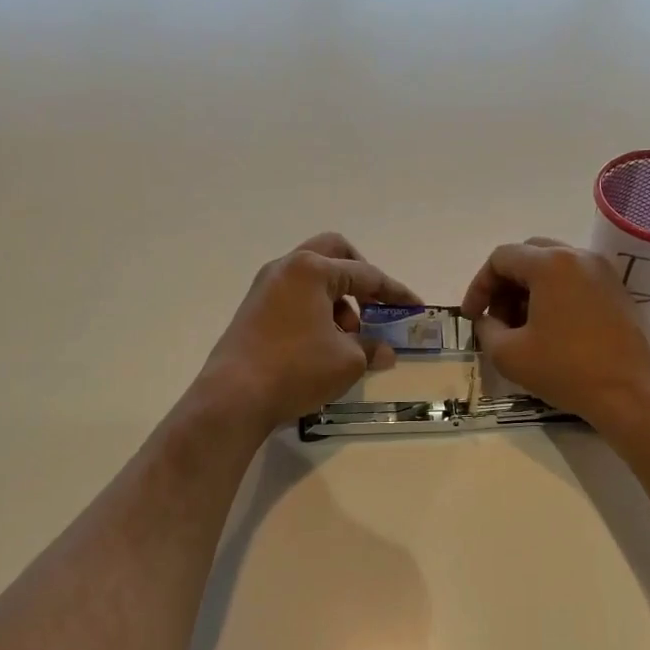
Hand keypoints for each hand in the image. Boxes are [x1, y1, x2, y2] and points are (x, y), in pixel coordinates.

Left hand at [199, 233, 419, 434]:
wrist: (234, 396)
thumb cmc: (297, 369)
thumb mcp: (347, 361)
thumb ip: (371, 348)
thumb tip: (385, 351)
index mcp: (312, 270)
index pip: (365, 274)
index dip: (395, 292)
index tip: (416, 307)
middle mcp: (286, 268)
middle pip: (333, 254)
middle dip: (360, 276)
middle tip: (375, 304)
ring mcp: (265, 287)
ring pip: (312, 277)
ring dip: (337, 298)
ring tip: (348, 337)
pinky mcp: (253, 309)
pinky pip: (294, 296)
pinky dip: (315, 310)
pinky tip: (322, 344)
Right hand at [460, 237, 649, 431]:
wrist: (635, 393)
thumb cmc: (567, 370)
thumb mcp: (509, 355)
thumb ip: (486, 330)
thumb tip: (487, 321)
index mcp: (551, 264)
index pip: (501, 258)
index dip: (478, 286)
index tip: (471, 318)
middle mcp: (579, 257)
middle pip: (529, 255)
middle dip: (504, 285)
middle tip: (496, 319)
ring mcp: (604, 272)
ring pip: (553, 268)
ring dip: (528, 291)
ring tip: (521, 329)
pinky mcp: (619, 292)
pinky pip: (576, 282)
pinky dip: (554, 297)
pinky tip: (550, 331)